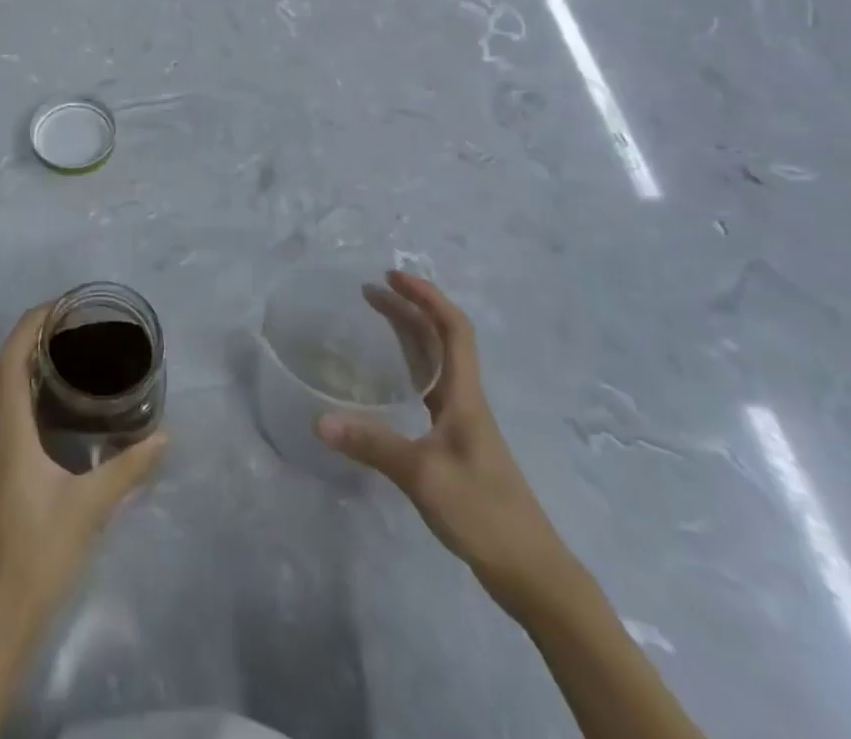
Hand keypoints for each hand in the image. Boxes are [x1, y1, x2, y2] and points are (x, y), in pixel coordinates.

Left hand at [0, 305, 166, 628]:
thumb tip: (164, 435)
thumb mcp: (90, 507)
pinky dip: (31, 396)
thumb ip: (128, 468)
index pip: (10, 361)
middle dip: (33, 339)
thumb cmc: (39, 552)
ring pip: (5, 395)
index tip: (59, 305)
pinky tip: (59, 410)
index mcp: (11, 432)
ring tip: (69, 357)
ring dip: (30, 367)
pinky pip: (10, 418)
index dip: (29, 325)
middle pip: (5, 370)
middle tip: (72, 326)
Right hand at [317, 272, 577, 617]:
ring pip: (436, 363)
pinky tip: (388, 379)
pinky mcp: (456, 445)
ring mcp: (462, 423)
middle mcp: (465, 400)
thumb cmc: (483, 512)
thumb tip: (319, 420)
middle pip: (441, 339)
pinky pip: (429, 390)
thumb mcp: (423, 475)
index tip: (393, 277)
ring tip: (375, 317)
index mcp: (465, 395)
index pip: (453, 329)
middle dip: (409, 308)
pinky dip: (408, 368)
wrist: (531, 573)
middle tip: (370, 290)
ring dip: (409, 334)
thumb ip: (372, 445)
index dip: (427, 296)